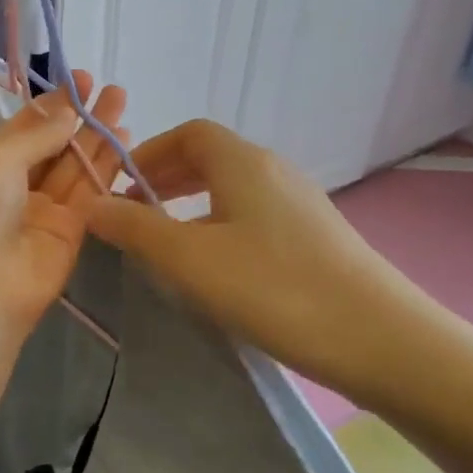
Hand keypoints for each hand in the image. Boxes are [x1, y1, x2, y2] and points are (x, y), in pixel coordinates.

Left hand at [0, 73, 128, 350]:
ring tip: (122, 104)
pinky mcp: (69, 236)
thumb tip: (65, 111)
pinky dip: (106, 171)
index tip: (80, 80)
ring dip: (97, 138)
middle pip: (52, 147)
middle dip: (78, 118)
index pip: (22, 130)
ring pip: (74, 169)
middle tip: (109, 88)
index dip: (50, 106)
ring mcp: (41, 213)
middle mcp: (12, 188)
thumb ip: (36, 136)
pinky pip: (89, 197)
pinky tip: (125, 143)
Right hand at [86, 119, 437, 399]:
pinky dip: (220, 224)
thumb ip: (135, 228)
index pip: (189, 132)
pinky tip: (215, 267)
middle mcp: (273, 171)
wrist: (382, 339)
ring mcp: (300, 204)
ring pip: (232, 188)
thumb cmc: (275, 288)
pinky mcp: (316, 237)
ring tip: (167, 241)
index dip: (149, 151)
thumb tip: (90, 202)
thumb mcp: (189, 259)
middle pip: (210, 157)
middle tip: (134, 212)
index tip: (121, 185)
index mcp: (242, 163)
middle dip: (165, 178)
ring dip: (192, 204)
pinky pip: (254, 214)